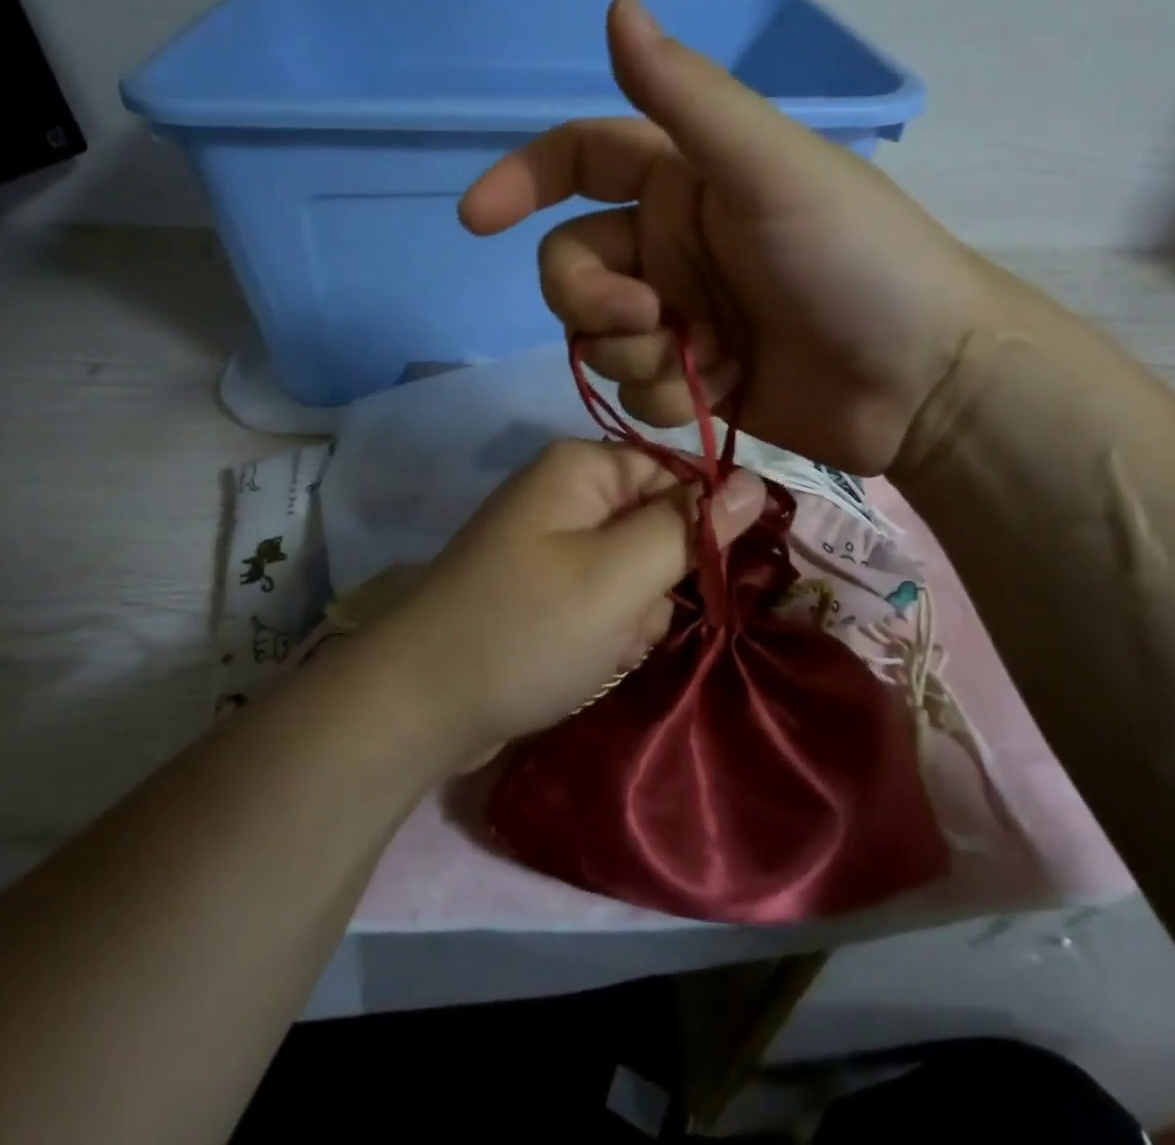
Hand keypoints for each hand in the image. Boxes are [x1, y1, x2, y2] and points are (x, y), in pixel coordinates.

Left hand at [376, 439, 764, 770]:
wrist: (419, 706)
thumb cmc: (526, 628)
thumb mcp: (620, 576)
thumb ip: (691, 527)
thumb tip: (755, 480)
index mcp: (582, 468)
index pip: (678, 477)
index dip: (699, 527)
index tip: (705, 579)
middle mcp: (565, 496)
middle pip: (657, 528)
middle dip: (656, 584)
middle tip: (625, 620)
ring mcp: (550, 546)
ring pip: (635, 574)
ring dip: (632, 618)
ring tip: (598, 647)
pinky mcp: (542, 591)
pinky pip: (604, 602)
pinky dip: (605, 634)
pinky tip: (582, 661)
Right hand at [459, 0, 1012, 475]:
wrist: (920, 380)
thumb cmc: (857, 262)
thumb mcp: (772, 170)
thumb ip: (690, 99)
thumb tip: (615, 7)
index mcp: (682, 183)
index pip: (577, 161)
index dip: (520, 180)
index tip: (478, 220)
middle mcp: (670, 247)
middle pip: (571, 268)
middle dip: (592, 300)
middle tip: (651, 320)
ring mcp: (681, 318)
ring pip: (598, 338)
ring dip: (635, 356)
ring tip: (705, 361)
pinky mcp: (693, 379)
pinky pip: (635, 390)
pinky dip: (667, 397)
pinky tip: (721, 393)